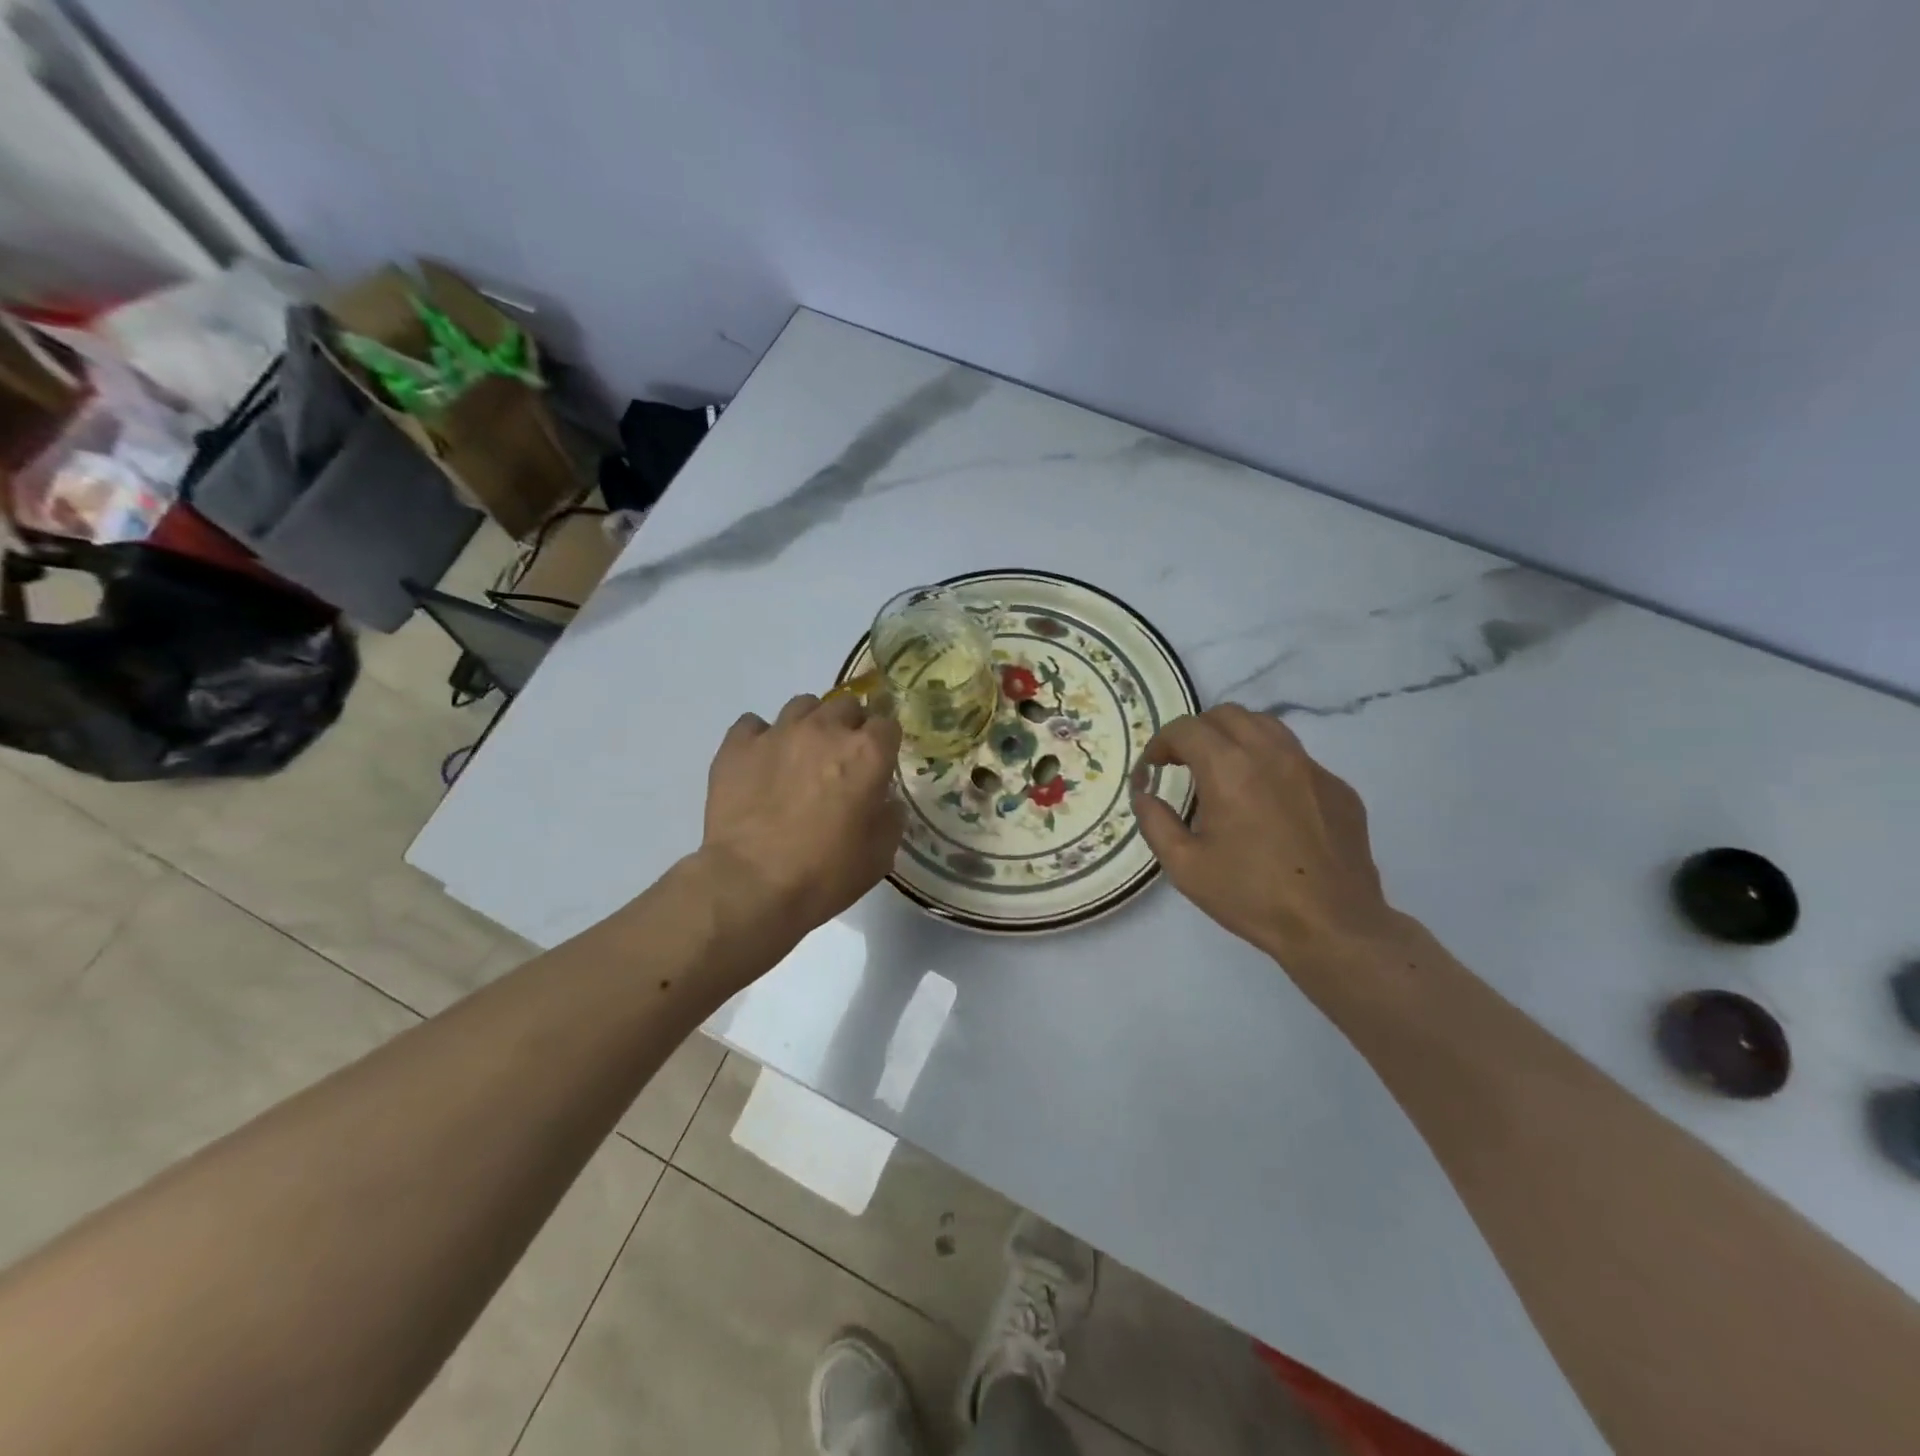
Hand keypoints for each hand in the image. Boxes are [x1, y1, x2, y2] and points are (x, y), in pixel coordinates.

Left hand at [700, 693, 905, 945]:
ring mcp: (778, 733)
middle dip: (849, 727)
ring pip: (802, 705)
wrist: (751, 886)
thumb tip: (885, 800)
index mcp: (866, 754)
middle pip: (846, 705)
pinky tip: (761, 762)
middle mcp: (825, 730)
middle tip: (841, 760)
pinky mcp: (737, 746)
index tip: (879, 764)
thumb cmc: (824, 875)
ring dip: (809, 724)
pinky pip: (753, 724)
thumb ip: (890, 817)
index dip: (884, 743)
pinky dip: (762, 737)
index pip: (887, 724)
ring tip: (801, 755)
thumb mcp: (879, 855)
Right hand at [1132, 704, 1396, 970]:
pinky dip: (1269, 763)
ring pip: (1266, 726)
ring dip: (1235, 738)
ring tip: (1223, 771)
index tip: (1152, 770)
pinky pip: (1296, 757)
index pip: (1186, 729)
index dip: (1160, 743)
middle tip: (1183, 764)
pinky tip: (1266, 801)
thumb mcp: (1184, 865)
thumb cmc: (1250, 896)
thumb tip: (1144, 794)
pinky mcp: (1337, 787)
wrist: (1333, 925)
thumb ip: (1155, 821)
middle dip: (1197, 732)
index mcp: (1229, 769)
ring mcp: (1311, 767)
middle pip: (1227, 714)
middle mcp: (1271, 754)